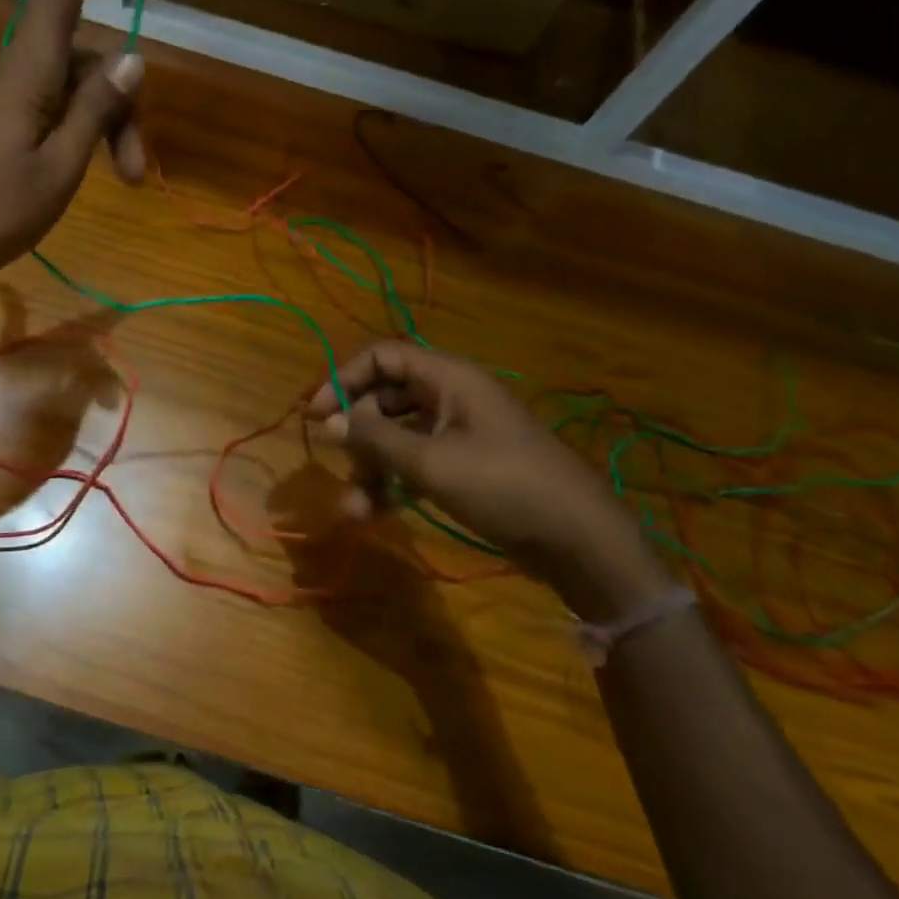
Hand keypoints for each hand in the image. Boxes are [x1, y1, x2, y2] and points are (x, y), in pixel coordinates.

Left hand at [0, 0, 144, 290]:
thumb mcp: (59, 168)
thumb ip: (95, 111)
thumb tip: (132, 57)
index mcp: (25, 73)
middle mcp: (9, 75)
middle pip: (79, 59)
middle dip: (120, 103)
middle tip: (137, 172)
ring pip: (64, 90)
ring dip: (100, 126)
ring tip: (121, 183)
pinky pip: (42, 109)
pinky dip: (72, 132)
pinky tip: (77, 172)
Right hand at [307, 341, 676, 621]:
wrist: (580, 541)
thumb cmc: (504, 487)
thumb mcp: (430, 463)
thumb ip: (374, 438)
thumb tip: (328, 420)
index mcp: (449, 379)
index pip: (382, 357)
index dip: (344, 379)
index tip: (317, 415)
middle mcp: (452, 396)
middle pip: (386, 398)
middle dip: (358, 433)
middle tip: (343, 465)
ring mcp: (461, 432)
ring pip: (398, 435)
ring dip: (372, 466)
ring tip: (356, 507)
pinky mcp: (467, 465)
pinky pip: (417, 462)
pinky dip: (394, 482)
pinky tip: (375, 513)